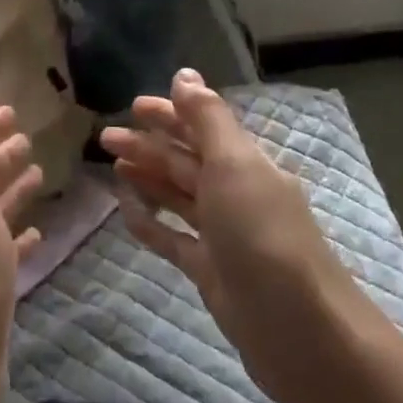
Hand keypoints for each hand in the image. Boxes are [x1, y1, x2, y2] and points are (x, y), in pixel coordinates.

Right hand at [100, 69, 365, 402]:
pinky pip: (173, 237)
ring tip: (112, 166)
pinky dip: (150, 222)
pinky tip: (126, 211)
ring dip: (147, 178)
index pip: (203, 129)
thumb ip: (207, 120)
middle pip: (186, 161)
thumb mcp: (235, 165)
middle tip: (105, 137)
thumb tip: (184, 75)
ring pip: (178, 196)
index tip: (133, 106)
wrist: (297, 327)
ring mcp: (223, 234)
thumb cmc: (262, 234)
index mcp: (246, 164)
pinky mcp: (209, 269)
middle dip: (148, 145)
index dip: (170, 115)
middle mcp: (235, 193)